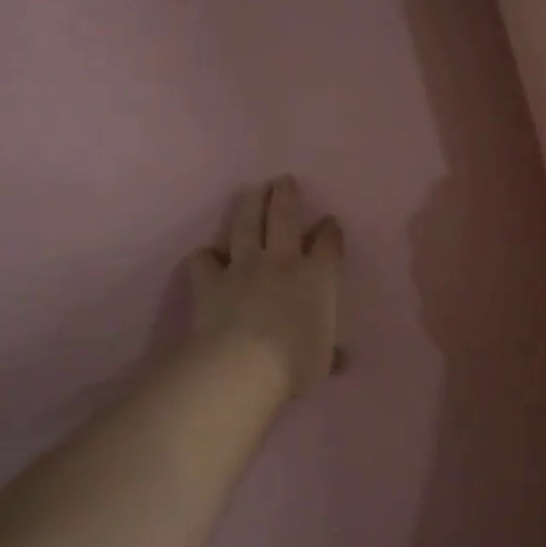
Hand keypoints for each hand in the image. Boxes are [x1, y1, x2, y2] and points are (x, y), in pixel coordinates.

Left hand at [188, 176, 344, 399]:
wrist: (243, 366)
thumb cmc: (295, 364)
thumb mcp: (322, 362)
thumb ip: (330, 353)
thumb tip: (341, 358)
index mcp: (317, 277)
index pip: (327, 243)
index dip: (329, 230)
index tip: (328, 221)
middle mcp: (282, 261)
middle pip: (284, 216)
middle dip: (286, 195)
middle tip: (284, 180)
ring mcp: (243, 266)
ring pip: (246, 225)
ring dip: (249, 204)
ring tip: (251, 191)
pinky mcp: (211, 280)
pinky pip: (204, 259)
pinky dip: (206, 256)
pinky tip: (207, 256)